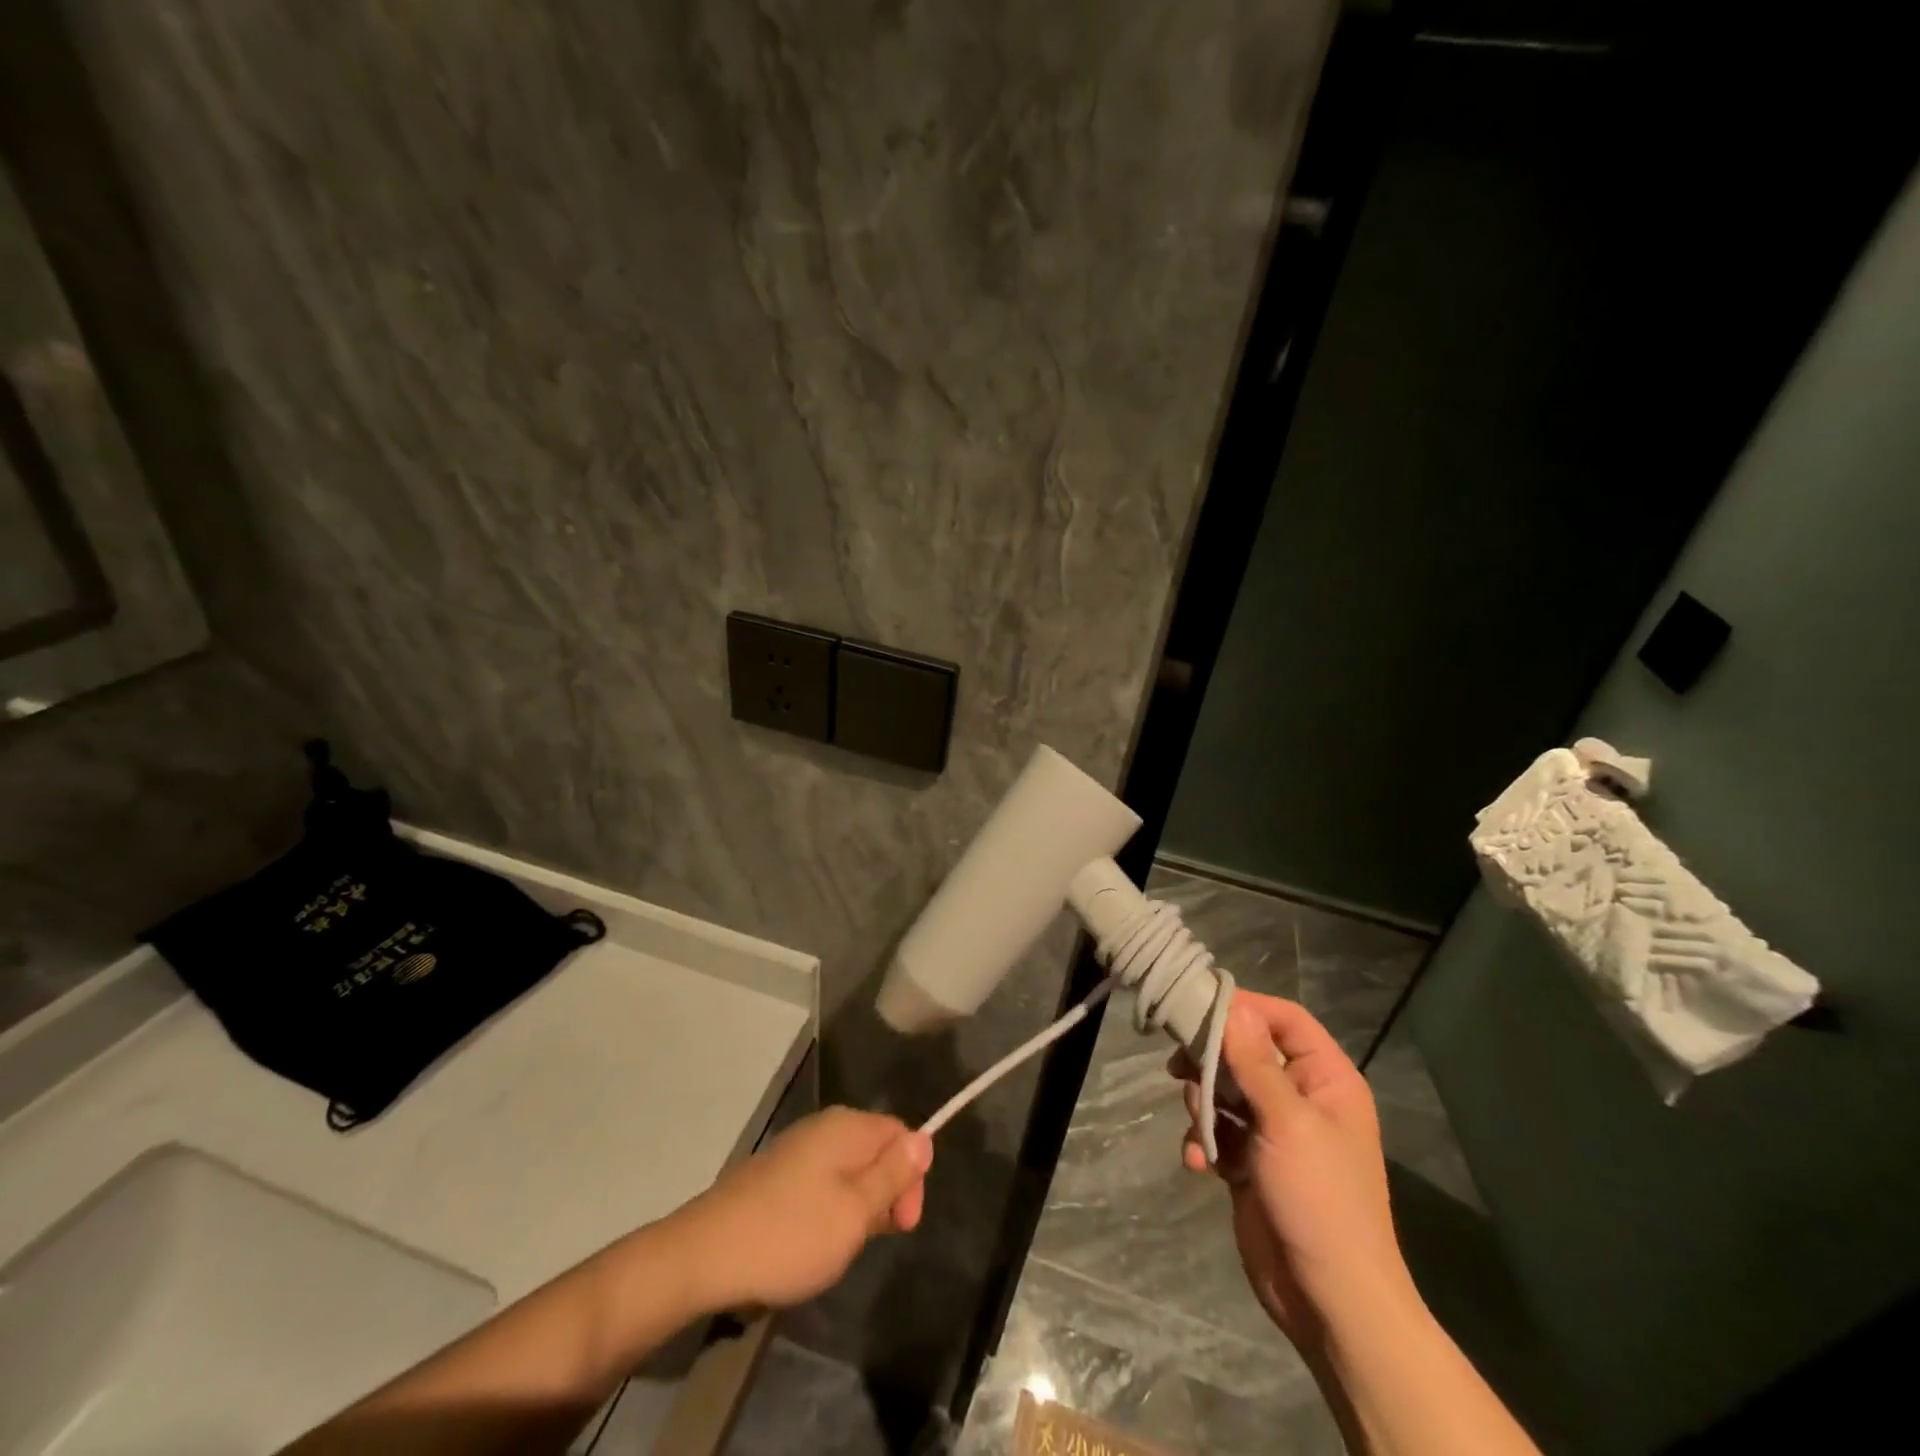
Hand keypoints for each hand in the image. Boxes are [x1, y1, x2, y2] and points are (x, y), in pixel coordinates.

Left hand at [673, 1107, 932, 1311]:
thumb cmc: (791, 1234)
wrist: (705, 1254)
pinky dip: (828, 1210)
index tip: (903, 1226)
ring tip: (839, 1247)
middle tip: (869, 1241)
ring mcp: (797, 1148)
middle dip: (884, 1194)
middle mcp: (824, 1126)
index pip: (901, 1134)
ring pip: (848, 1169)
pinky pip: (821, 1182)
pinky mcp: (776, 1172)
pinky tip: (812, 1243)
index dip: (911, 1177)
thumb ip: (892, 1174)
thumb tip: (924, 1137)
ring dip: (856, 1206)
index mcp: (847, 1127)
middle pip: (875, 1150)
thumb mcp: (855, 1211)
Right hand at [1170, 992, 1411, 1351]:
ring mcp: (1274, 1131)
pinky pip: (1217, 1131)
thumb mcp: (1286, 1122)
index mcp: (1326, 1080)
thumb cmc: (1319, 1200)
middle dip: (1211, 1061)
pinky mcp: (1251, 1162)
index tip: (1198, 1006)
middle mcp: (1301, 1098)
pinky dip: (1204, 1142)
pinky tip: (1200, 1164)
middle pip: (1245, 1052)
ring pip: (1224, 1091)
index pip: (1285, 1019)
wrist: (1329, 1301)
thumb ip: (1254, 1061)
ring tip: (1201, 1130)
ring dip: (1202, 1107)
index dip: (1245, 1007)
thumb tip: (1232, 1005)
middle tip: (1177, 1066)